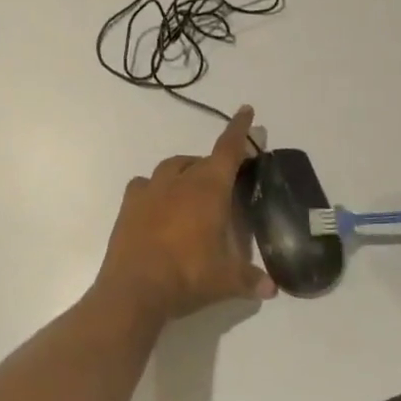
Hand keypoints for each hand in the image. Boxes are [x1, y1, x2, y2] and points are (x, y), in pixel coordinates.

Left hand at [93, 107, 276, 323]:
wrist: (134, 289)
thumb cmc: (188, 276)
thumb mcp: (227, 281)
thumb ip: (251, 280)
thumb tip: (271, 289)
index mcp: (209, 189)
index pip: (228, 151)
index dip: (239, 130)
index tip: (245, 110)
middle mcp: (179, 182)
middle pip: (201, 161)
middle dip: (215, 164)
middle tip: (225, 181)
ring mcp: (150, 191)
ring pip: (171, 167)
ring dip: (185, 172)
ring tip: (192, 190)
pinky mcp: (128, 206)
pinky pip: (144, 185)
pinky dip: (155, 188)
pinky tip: (159, 204)